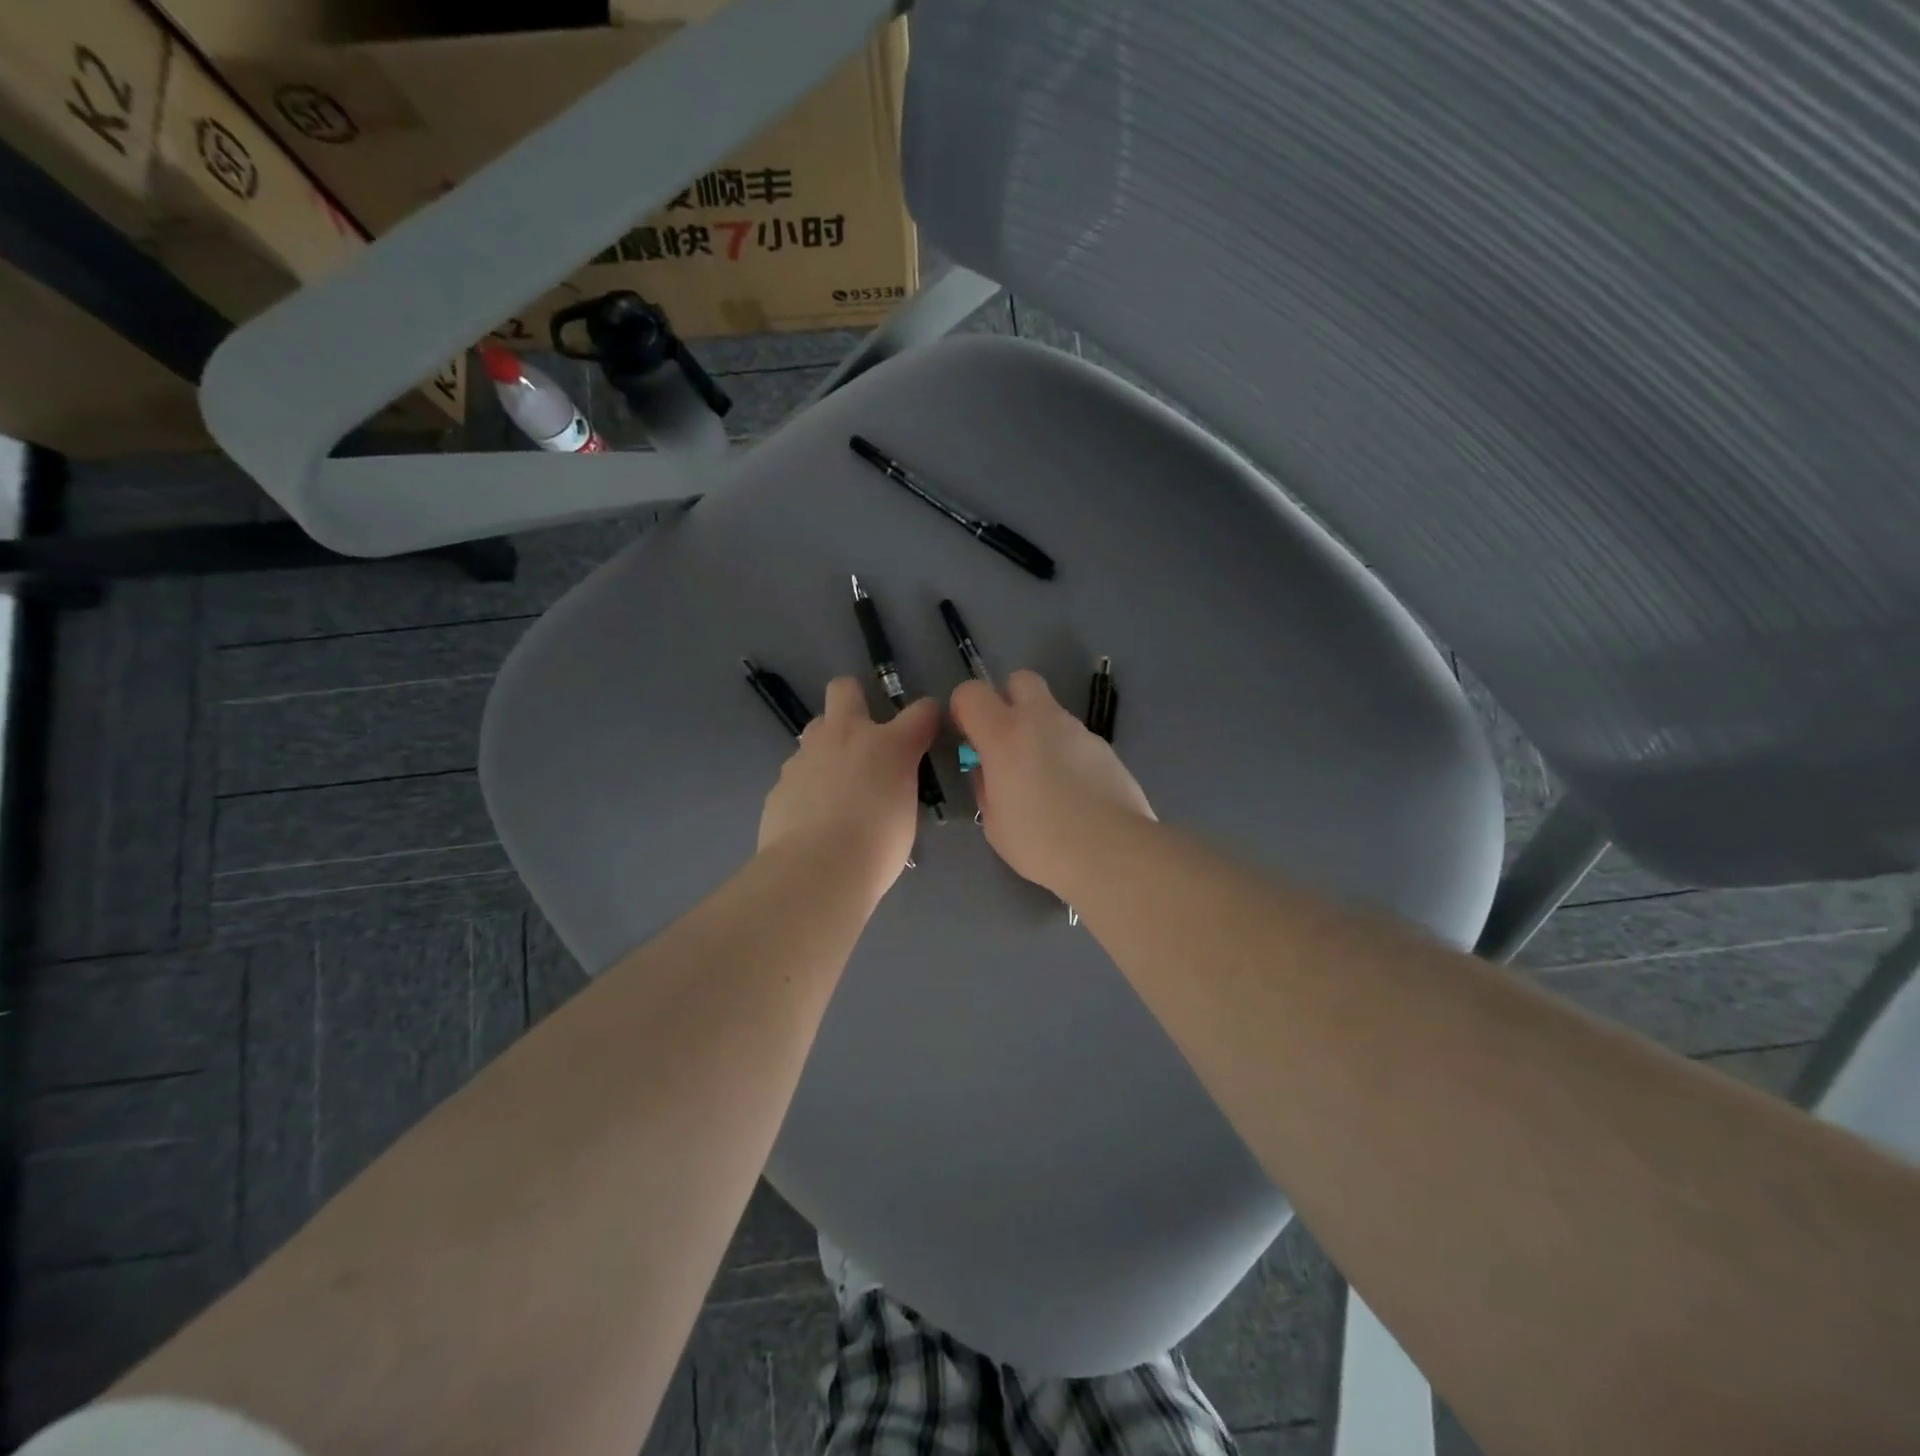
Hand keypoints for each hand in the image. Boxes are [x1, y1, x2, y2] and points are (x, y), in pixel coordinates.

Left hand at [758, 677, 939, 898]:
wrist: (815, 871)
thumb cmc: (877, 847)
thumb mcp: (906, 813)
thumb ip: (899, 784)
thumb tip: (890, 782)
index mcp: (889, 744)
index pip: (921, 711)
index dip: (928, 716)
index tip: (928, 730)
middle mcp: (845, 736)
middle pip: (845, 688)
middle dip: (854, 700)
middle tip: (864, 736)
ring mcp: (806, 755)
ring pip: (816, 729)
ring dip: (829, 746)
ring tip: (836, 784)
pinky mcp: (781, 780)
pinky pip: (799, 770)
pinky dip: (808, 784)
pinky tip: (812, 815)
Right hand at [950, 669, 1154, 896]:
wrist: (1112, 851)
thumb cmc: (1041, 842)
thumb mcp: (994, 823)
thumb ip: (987, 787)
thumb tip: (991, 772)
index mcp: (1004, 734)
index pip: (972, 692)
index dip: (965, 709)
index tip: (969, 738)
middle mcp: (1042, 720)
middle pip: (1020, 679)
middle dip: (1009, 700)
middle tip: (1008, 742)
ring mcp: (1078, 730)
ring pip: (1052, 712)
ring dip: (1041, 733)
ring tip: (1047, 781)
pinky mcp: (1106, 748)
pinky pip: (1076, 740)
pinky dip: (1068, 755)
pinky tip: (1076, 793)